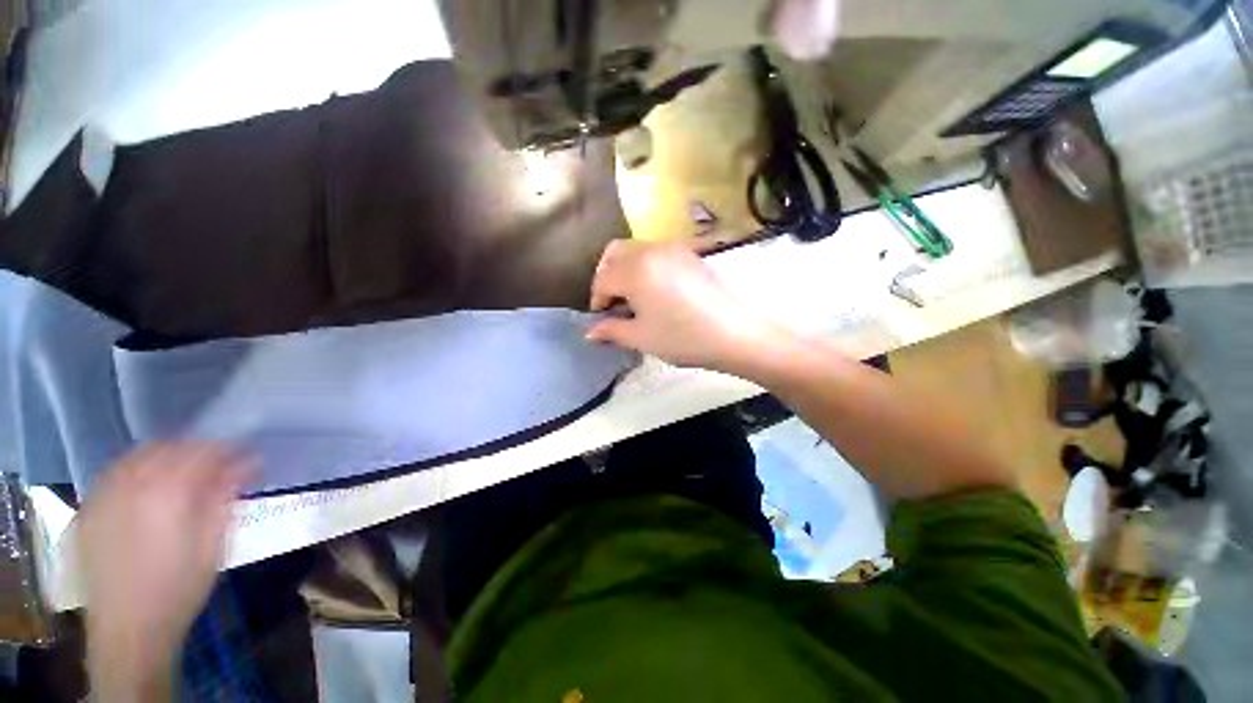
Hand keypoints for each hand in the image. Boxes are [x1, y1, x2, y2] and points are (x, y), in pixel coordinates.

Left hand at [78, 443, 251, 700]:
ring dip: (166, 457)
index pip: (203, 452)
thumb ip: (225, 497)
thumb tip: (247, 464)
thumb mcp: (214, 544)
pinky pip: (115, 473)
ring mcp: (104, 495)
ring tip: (184, 475)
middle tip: (218, 466)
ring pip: (138, 456)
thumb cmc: (180, 588)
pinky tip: (148, 487)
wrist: (129, 629)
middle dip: (197, 451)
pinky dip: (136, 470)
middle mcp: (132, 484)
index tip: (248, 457)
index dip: (229, 450)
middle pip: (168, 448)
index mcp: (168, 491)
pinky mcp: (89, 509)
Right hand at [586, 240, 787, 374]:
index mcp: (635, 270)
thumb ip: (611, 331)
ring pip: (635, 249)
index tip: (602, 319)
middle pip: (614, 253)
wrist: (735, 333)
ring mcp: (673, 248)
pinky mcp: (690, 253)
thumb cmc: (682, 338)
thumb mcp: (641, 337)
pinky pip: (657, 252)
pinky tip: (655, 290)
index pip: (602, 279)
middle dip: (606, 277)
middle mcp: (651, 250)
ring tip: (634, 298)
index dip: (597, 300)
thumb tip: (589, 333)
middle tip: (613, 303)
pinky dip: (645, 266)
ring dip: (625, 269)